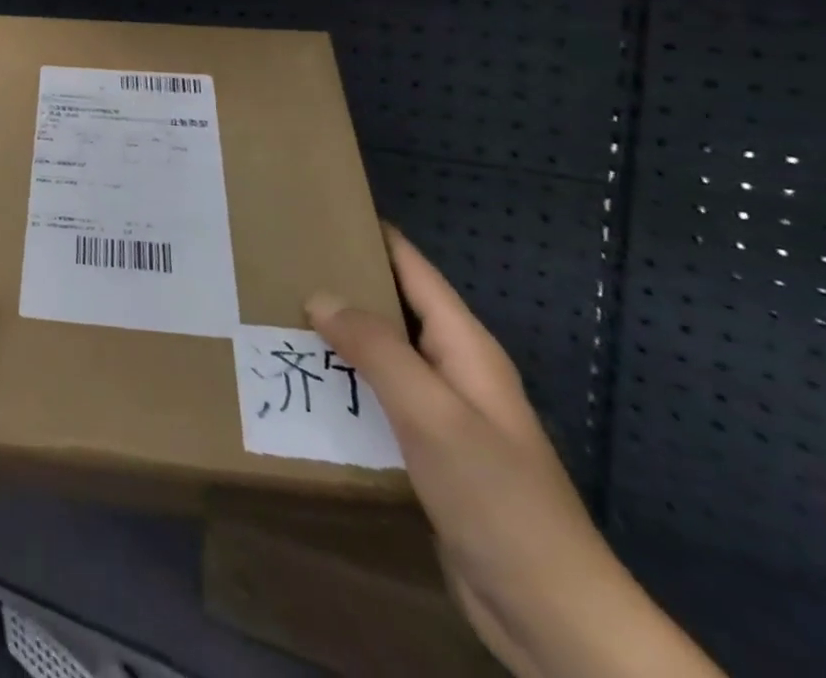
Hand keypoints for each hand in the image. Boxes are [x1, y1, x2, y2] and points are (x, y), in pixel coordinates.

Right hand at [307, 227, 721, 677]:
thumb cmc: (497, 498)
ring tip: (274, 316)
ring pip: (379, 356)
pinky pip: (376, 400)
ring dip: (335, 337)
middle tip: (276, 264)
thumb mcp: (432, 413)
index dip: (370, 234)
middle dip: (340, 284)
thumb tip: (319, 295)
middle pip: (390, 307)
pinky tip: (304, 385)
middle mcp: (452, 368)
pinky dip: (342, 384)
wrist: (551, 614)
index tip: (315, 212)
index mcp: (463, 345)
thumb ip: (376, 349)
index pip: (411, 267)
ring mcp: (441, 413)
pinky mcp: (427, 453)